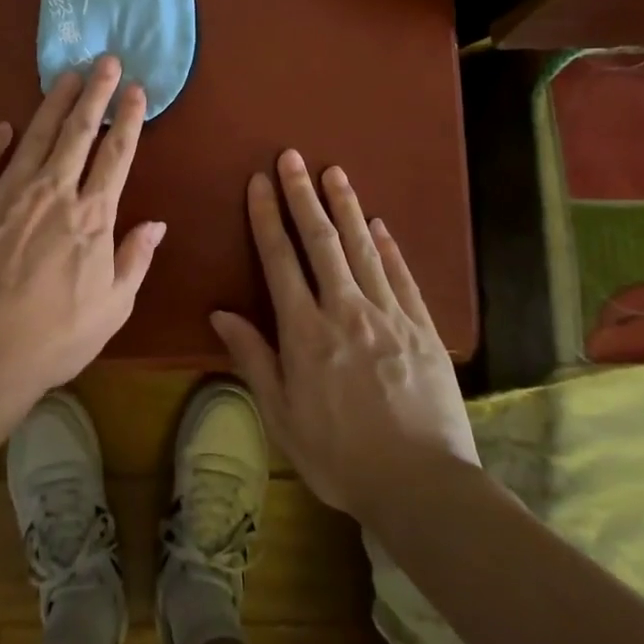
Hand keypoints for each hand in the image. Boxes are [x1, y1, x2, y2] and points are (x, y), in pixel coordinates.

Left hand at [0, 56, 165, 403]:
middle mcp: (53, 191)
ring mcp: (7, 192)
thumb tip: (156, 223)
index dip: (129, 118)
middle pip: (79, 131)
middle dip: (95, 92)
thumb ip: (135, 259)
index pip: (117, 154)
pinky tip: (2, 127)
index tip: (137, 89)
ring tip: (66, 75)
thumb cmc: (54, 337)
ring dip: (53, 102)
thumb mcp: (113, 307)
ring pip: (36, 135)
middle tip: (105, 60)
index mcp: (92, 215)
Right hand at [211, 149, 478, 518]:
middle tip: (293, 157)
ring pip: (362, 248)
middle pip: (321, 241)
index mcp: (305, 331)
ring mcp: (388, 315)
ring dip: (346, 207)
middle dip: (303, 195)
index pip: (280, 259)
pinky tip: (380, 223)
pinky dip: (389, 246)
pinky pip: (402, 276)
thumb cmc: (339, 456)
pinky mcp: (423, 328)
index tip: (259, 181)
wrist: (422, 486)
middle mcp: (345, 310)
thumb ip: (252, 358)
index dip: (267, 216)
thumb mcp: (282, 416)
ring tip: (334, 172)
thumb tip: (220, 312)